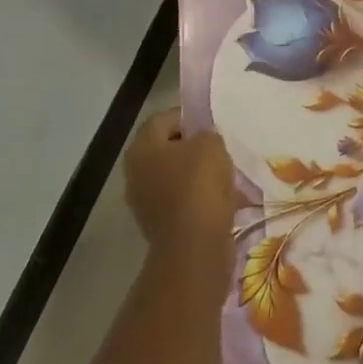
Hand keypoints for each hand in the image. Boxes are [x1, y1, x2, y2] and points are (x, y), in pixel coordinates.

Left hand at [124, 108, 242, 267]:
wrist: (194, 246)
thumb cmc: (199, 185)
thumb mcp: (211, 145)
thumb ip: (206, 135)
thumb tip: (202, 142)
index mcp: (142, 149)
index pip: (162, 119)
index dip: (188, 116)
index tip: (212, 123)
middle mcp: (136, 174)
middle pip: (167, 149)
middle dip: (193, 148)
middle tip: (219, 148)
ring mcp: (145, 203)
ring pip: (175, 177)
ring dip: (198, 175)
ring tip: (226, 175)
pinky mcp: (160, 226)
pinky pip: (182, 201)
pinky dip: (200, 198)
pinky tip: (223, 199)